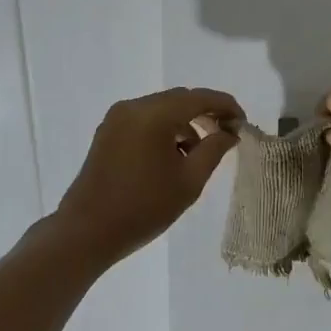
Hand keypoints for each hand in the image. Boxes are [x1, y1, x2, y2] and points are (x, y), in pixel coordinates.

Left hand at [55, 88, 241, 264]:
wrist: (86, 232)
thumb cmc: (143, 208)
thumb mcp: (189, 181)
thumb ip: (214, 149)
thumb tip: (230, 132)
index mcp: (154, 115)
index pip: (199, 98)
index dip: (226, 106)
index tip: (243, 123)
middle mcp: (134, 107)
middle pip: (180, 99)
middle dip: (206, 113)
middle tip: (228, 135)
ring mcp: (117, 118)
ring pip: (163, 108)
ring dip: (185, 122)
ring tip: (200, 152)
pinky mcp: (108, 131)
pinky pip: (146, 119)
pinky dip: (165, 129)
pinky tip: (174, 155)